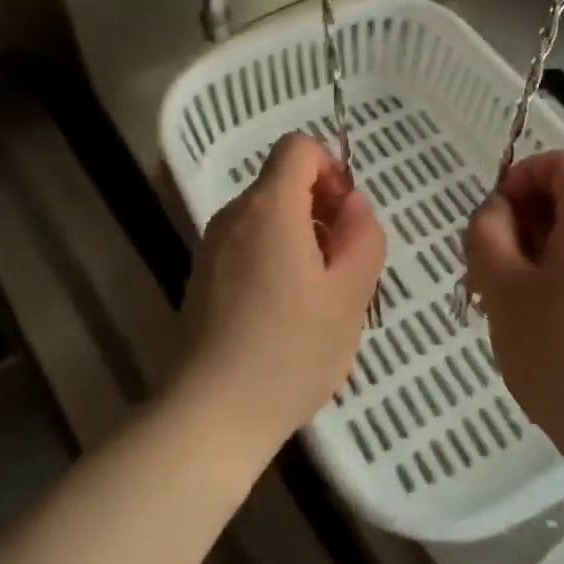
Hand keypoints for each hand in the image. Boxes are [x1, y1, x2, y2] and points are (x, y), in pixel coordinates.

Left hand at [176, 133, 385, 463]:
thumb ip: (362, 236)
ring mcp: (211, 247)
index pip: (298, 147)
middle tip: (343, 264)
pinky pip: (247, 246)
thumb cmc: (290, 350)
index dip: (331, 167)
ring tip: (318, 296)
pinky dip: (273, 258)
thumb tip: (352, 205)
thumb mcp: (350, 294)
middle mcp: (234, 215)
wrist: (209, 416)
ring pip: (266, 217)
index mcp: (269, 207)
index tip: (347, 215)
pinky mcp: (201, 278)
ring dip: (300, 237)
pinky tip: (285, 315)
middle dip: (320, 208)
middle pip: (282, 183)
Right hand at [465, 150, 563, 470]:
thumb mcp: (503, 288)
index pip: (563, 162)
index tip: (495, 216)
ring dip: (540, 252)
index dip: (524, 175)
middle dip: (525, 219)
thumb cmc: (562, 352)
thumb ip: (488, 234)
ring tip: (510, 301)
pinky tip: (545, 327)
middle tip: (491, 266)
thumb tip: (496, 212)